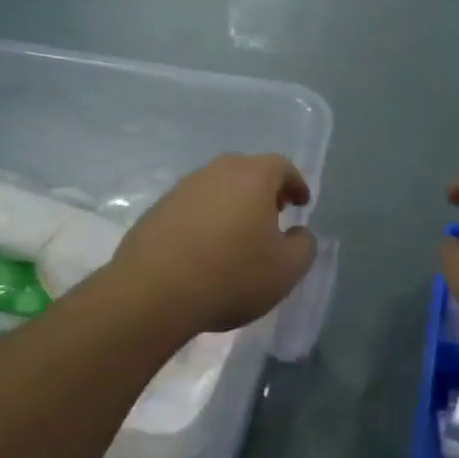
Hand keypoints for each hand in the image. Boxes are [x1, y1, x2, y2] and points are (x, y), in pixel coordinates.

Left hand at [108, 154, 315, 334]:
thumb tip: (299, 233)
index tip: (301, 203)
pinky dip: (205, 219)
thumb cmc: (232, 275)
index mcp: (252, 176)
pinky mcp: (157, 210)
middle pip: (247, 171)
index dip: (295, 183)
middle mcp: (216, 172)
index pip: (281, 166)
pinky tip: (205, 249)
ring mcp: (182, 188)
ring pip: (217, 187)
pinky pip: (191, 207)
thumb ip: (303, 246)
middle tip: (273, 214)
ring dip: (232, 204)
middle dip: (263, 190)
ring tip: (238, 234)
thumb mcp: (286, 270)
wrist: (155, 291)